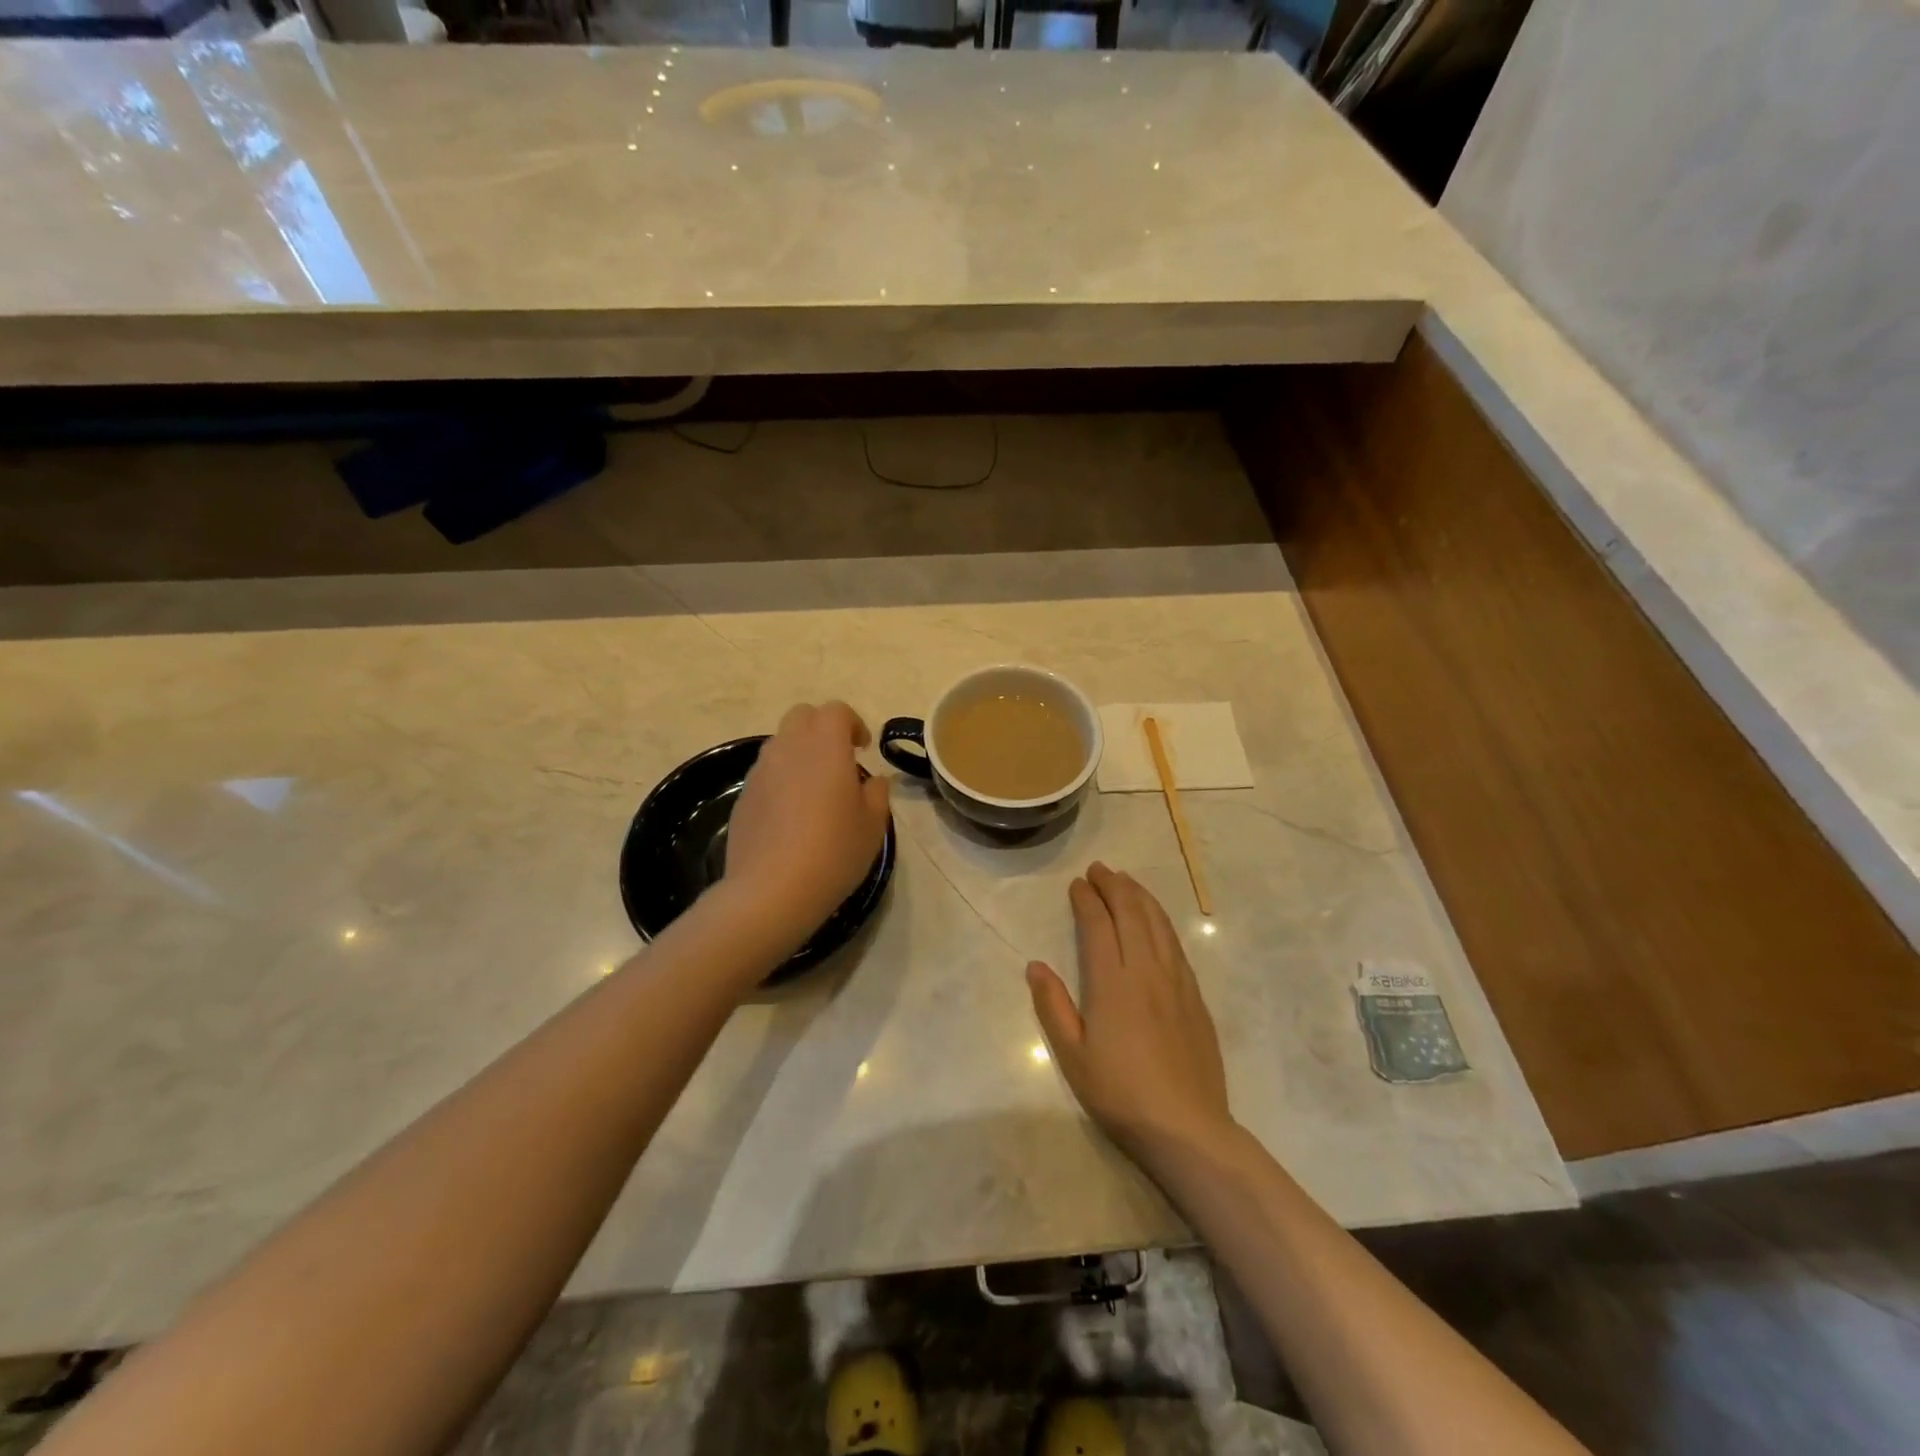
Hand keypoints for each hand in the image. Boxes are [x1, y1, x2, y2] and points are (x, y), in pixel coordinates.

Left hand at [723, 702, 891, 953]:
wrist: (770, 890)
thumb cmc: (833, 852)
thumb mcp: (873, 826)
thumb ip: (876, 793)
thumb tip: (872, 780)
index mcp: (826, 747)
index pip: (836, 711)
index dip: (853, 723)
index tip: (863, 749)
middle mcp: (789, 748)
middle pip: (802, 716)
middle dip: (822, 728)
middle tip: (839, 760)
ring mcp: (760, 771)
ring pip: (780, 743)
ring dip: (800, 753)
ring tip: (815, 789)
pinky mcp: (743, 796)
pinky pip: (765, 773)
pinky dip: (781, 779)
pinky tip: (791, 815)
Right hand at [1027, 863, 1235, 1164]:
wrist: (1187, 1127)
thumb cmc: (1120, 1093)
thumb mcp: (1072, 1057)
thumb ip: (1052, 1006)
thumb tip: (1035, 965)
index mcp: (1112, 983)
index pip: (1099, 926)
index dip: (1087, 900)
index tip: (1077, 884)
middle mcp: (1146, 971)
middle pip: (1131, 914)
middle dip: (1114, 886)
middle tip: (1099, 869)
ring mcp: (1176, 981)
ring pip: (1158, 923)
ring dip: (1140, 896)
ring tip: (1126, 880)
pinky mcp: (1195, 996)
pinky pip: (1176, 944)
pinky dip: (1162, 920)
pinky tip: (1156, 920)